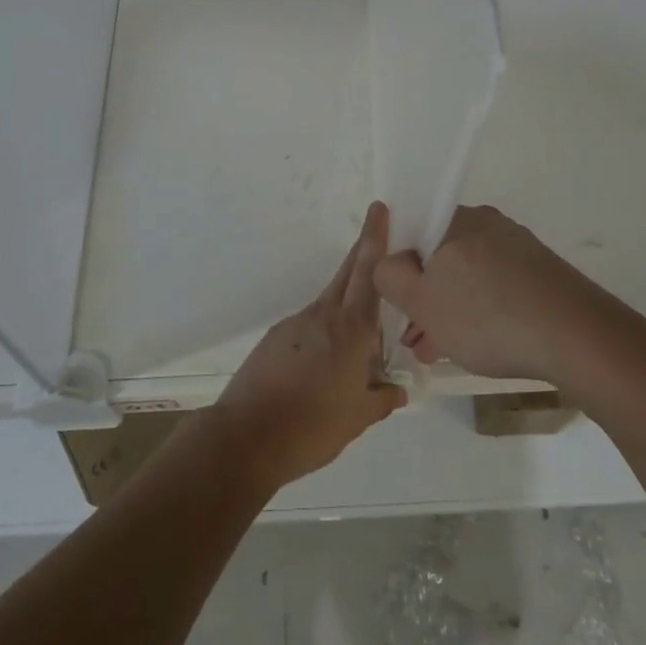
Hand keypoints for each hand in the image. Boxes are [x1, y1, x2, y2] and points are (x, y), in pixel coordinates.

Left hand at [212, 203, 406, 490]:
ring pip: (329, 303)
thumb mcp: (359, 418)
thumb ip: (382, 398)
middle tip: (376, 227)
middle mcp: (323, 317)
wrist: (247, 436)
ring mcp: (295, 324)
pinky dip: (324, 331)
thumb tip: (398, 388)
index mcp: (351, 330)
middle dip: (363, 250)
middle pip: (347, 274)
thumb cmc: (313, 426)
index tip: (378, 208)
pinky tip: (324, 364)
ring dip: (346, 302)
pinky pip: (309, 326)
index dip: (375, 240)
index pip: (369, 274)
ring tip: (360, 337)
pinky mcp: (275, 339)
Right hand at [374, 205, 614, 386]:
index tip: (398, 307)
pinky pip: (498, 287)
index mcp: (455, 220)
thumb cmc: (487, 317)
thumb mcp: (421, 302)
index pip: (411, 234)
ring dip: (452, 310)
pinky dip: (482, 312)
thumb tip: (391, 265)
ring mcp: (519, 247)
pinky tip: (481, 346)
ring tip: (444, 352)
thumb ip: (389, 276)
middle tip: (419, 339)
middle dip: (426, 298)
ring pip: (469, 276)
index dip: (398, 272)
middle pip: (441, 258)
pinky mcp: (542, 272)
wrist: (578, 337)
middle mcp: (487, 223)